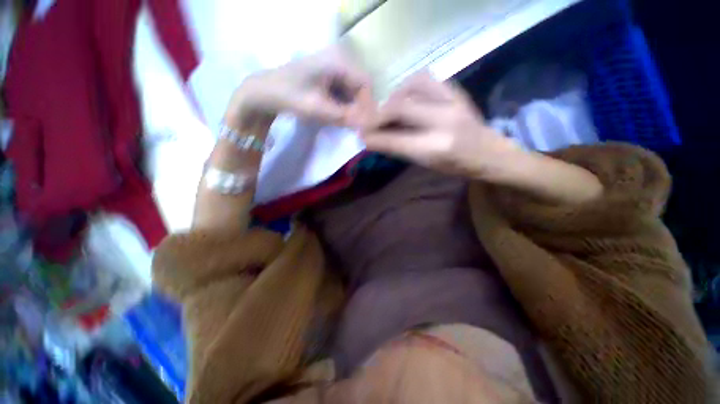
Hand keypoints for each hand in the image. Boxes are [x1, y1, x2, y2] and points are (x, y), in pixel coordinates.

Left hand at [224, 46, 374, 129]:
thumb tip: (366, 125)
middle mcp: (338, 60)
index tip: (364, 124)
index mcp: (337, 61)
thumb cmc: (289, 96)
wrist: (265, 92)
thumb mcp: (318, 108)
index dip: (367, 105)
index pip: (365, 84)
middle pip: (359, 87)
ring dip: (351, 108)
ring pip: (352, 91)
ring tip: (346, 123)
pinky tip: (337, 116)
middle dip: (359, 108)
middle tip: (355, 127)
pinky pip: (343, 92)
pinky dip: (343, 106)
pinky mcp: (327, 76)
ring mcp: (332, 68)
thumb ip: (344, 116)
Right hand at [361, 71, 522, 180]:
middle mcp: (444, 121)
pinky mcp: (456, 91)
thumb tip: (373, 140)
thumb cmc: (456, 166)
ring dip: (393, 97)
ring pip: (412, 86)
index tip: (361, 136)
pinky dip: (409, 87)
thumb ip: (399, 149)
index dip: (375, 137)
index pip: (396, 140)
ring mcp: (453, 102)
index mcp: (437, 147)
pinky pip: (426, 79)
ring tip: (388, 110)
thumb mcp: (426, 163)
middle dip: (378, 115)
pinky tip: (405, 98)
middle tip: (369, 122)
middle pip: (401, 108)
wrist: (489, 153)